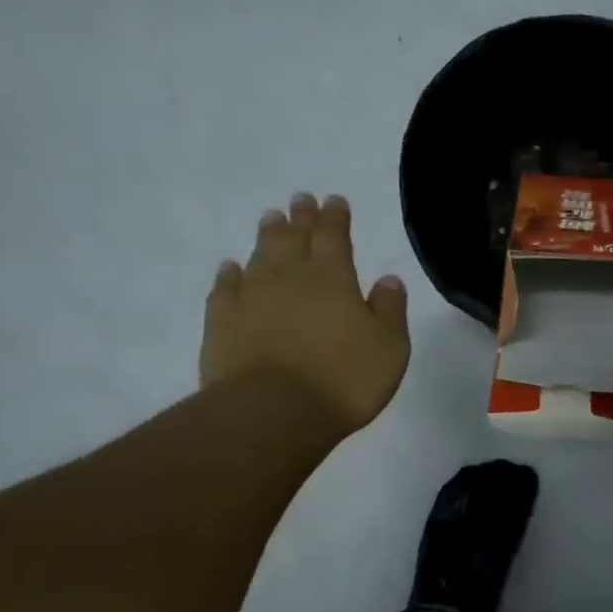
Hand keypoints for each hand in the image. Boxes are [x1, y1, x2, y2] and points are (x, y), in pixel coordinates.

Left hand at [200, 194, 409, 436]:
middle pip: (295, 237)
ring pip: (260, 255)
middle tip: (300, 198)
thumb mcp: (389, 347)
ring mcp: (251, 297)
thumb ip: (389, 309)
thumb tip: (388, 280)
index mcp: (333, 276)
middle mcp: (290, 277)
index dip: (335, 216)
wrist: (272, 413)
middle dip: (301, 216)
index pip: (334, 235)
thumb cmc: (343, 379)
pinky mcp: (222, 323)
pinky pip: (225, 288)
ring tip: (271, 218)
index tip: (334, 200)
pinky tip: (231, 267)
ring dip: (268, 235)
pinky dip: (229, 274)